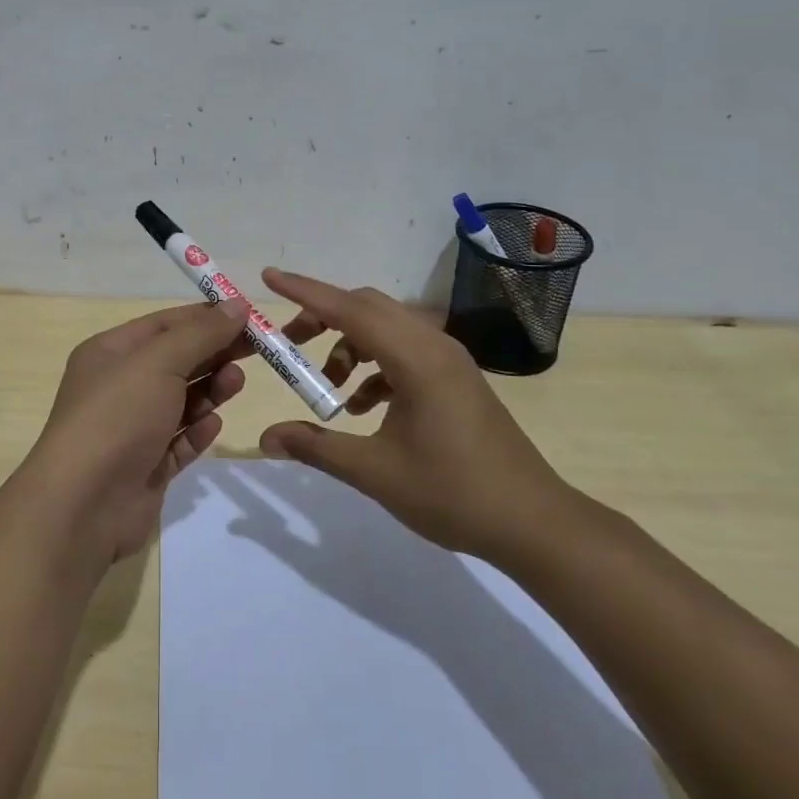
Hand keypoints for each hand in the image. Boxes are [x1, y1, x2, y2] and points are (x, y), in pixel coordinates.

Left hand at [23, 298, 251, 562]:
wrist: (83, 504)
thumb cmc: (117, 416)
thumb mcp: (159, 361)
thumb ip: (201, 334)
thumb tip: (237, 305)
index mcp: (110, 353)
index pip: (164, 324)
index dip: (204, 317)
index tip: (247, 315)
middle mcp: (119, 387)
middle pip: (176, 361)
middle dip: (213, 353)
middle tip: (257, 350)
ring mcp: (132, 429)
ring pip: (181, 401)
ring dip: (210, 390)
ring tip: (236, 384)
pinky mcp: (146, 466)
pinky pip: (180, 441)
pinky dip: (198, 431)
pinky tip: (212, 425)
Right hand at [254, 268, 575, 564]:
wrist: (533, 522)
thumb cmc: (453, 492)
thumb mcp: (374, 472)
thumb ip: (316, 447)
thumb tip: (265, 438)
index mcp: (415, 359)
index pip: (348, 309)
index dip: (304, 291)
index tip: (268, 276)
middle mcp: (433, 346)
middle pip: (367, 307)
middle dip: (322, 318)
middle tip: (289, 344)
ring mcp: (449, 361)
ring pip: (386, 328)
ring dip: (350, 346)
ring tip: (328, 388)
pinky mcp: (456, 378)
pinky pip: (404, 352)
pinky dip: (375, 366)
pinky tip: (363, 407)